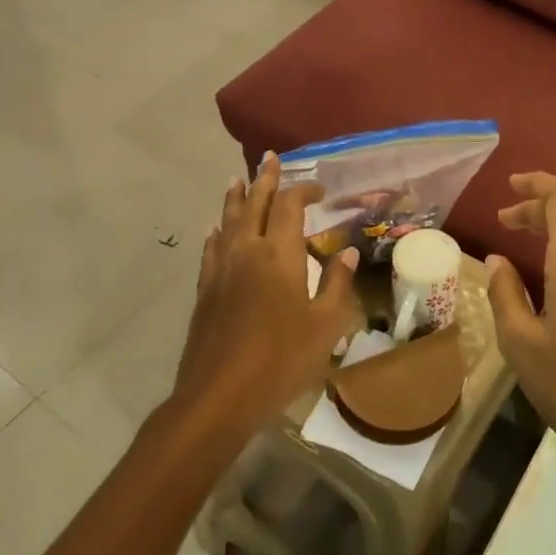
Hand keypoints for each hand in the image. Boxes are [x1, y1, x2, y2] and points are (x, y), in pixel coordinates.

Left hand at [171, 153, 359, 440]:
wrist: (218, 396)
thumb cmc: (281, 360)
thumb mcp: (325, 326)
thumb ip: (337, 284)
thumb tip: (350, 252)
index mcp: (280, 255)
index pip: (291, 207)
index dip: (304, 191)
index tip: (320, 188)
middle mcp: (248, 252)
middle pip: (255, 205)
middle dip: (264, 180)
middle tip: (269, 158)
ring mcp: (221, 270)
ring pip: (228, 222)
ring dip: (235, 198)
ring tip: (237, 180)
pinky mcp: (205, 290)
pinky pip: (211, 249)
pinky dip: (216, 233)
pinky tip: (215, 230)